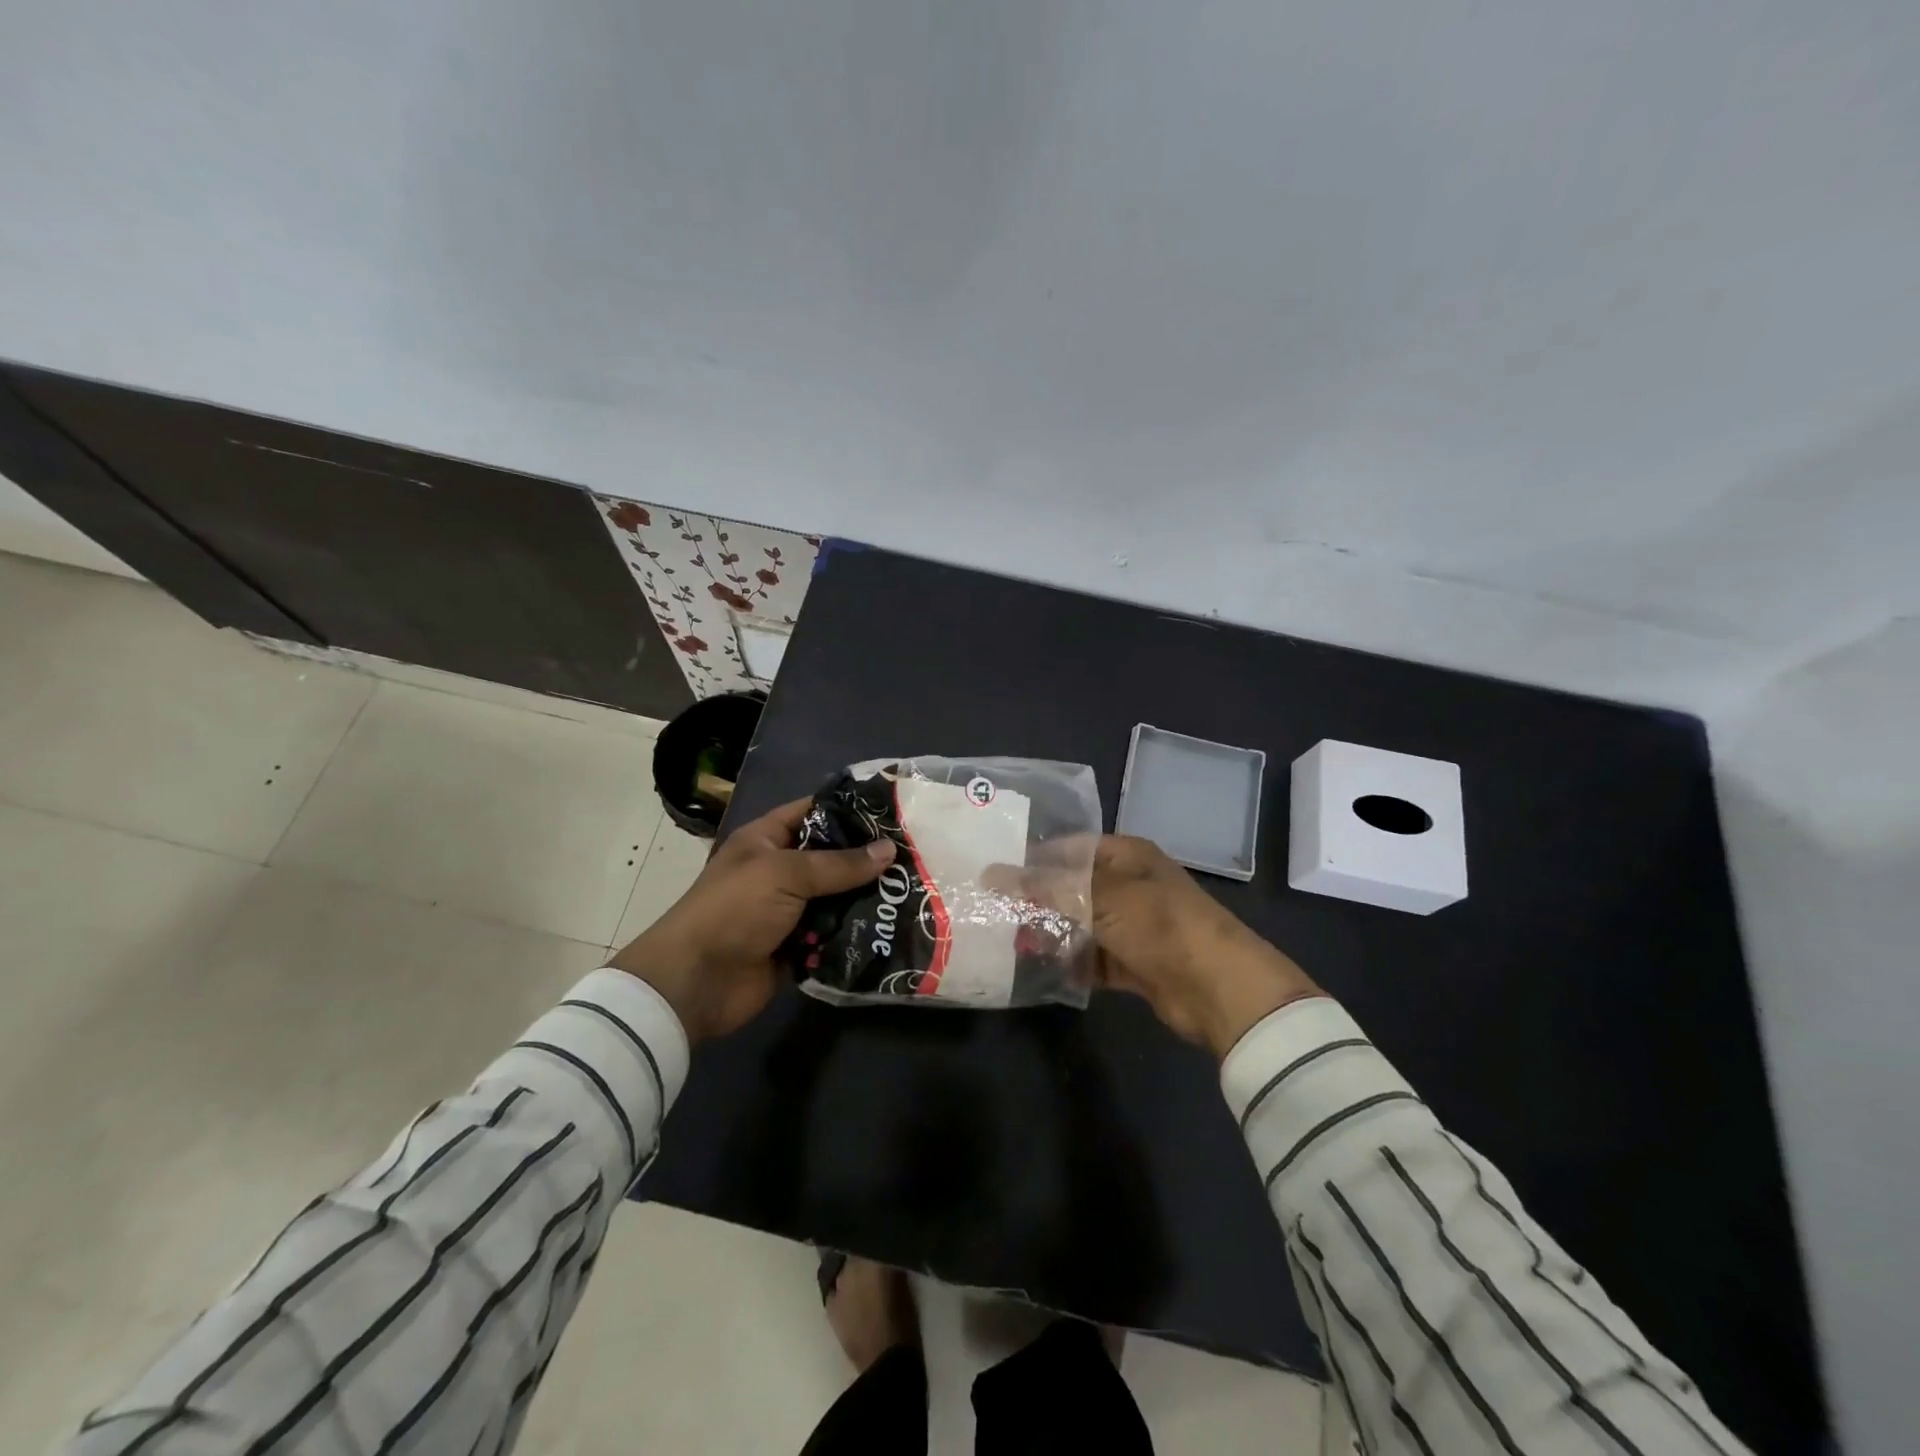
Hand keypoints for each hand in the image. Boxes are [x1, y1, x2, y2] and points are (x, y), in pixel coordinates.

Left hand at [611, 798, 894, 1041]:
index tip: (893, 810)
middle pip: (831, 857)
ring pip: (837, 897)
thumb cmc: (734, 910)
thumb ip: (839, 863)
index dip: (849, 808)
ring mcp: (789, 911)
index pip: (813, 811)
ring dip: (867, 897)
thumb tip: (889, 849)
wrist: (695, 984)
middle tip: (917, 854)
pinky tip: (895, 926)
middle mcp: (780, 871)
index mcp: (766, 840)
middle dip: (868, 858)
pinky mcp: (798, 946)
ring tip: (915, 890)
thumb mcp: (785, 874)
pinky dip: (856, 932)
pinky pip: (834, 934)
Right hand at [990, 836, 1320, 1057]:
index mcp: (1126, 856)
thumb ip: (1045, 887)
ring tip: (1009, 943)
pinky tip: (1039, 970)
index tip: (994, 874)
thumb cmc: (1159, 925)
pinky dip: (1071, 963)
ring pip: (1080, 925)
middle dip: (1037, 901)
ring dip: (1051, 934)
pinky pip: (1092, 958)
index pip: (1070, 849)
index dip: (1034, 859)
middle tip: (994, 913)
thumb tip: (991, 873)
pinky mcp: (1133, 963)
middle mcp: (1128, 885)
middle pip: (1072, 888)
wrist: (1218, 988)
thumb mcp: (1099, 897)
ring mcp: (1132, 926)